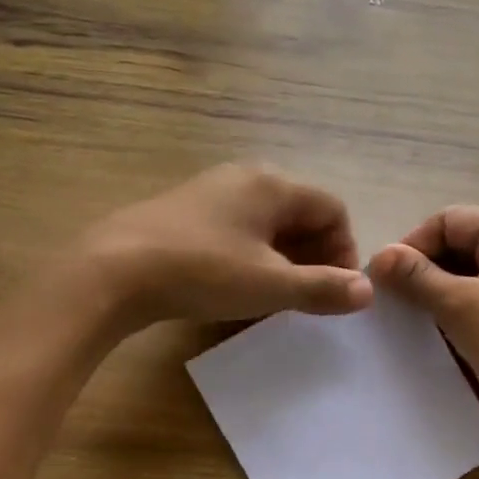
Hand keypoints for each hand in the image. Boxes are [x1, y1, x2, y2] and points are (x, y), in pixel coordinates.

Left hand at [80, 164, 372, 330]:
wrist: (111, 272)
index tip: (337, 290)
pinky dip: (251, 259)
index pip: (332, 208)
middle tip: (311, 298)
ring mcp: (209, 194)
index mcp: (272, 184)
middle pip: (299, 214)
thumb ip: (322, 288)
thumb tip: (367, 291)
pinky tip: (238, 290)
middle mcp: (243, 178)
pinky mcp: (182, 215)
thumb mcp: (269, 285)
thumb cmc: (202, 272)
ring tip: (277, 299)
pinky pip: (235, 232)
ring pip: (266, 225)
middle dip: (315, 256)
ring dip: (283, 261)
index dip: (344, 250)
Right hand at [369, 206, 478, 445]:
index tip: (382, 279)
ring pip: (464, 273)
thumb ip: (417, 277)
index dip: (412, 245)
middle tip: (389, 299)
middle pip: (457, 244)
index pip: (450, 221)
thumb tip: (378, 256)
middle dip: (422, 269)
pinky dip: (451, 309)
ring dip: (433, 291)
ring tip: (404, 315)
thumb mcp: (462, 308)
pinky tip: (428, 329)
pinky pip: (477, 298)